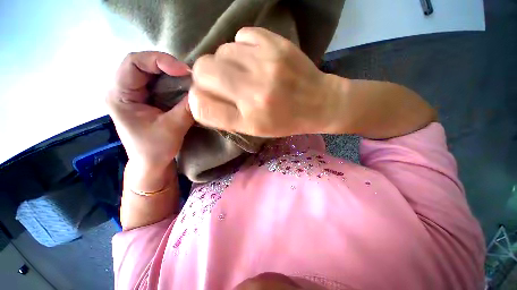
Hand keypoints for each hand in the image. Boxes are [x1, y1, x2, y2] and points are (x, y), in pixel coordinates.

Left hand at [106, 52, 193, 191]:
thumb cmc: (155, 149)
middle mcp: (123, 89)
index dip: (159, 61)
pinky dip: (173, 81)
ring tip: (189, 79)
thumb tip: (201, 92)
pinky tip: (184, 86)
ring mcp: (135, 93)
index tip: (184, 71)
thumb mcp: (172, 129)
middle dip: (167, 65)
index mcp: (119, 95)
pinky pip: (159, 82)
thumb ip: (187, 109)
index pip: (133, 63)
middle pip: (142, 63)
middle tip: (189, 74)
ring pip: (151, 71)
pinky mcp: (147, 98)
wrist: (152, 163)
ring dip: (171, 72)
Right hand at [189, 27, 337, 136]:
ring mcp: (264, 64)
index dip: (198, 101)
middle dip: (205, 77)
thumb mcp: (255, 129)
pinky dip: (242, 48)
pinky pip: (241, 36)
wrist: (319, 103)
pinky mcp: (275, 43)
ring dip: (226, 63)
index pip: (201, 106)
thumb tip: (200, 98)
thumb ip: (226, 116)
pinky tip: (255, 59)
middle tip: (221, 83)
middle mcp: (253, 92)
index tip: (206, 99)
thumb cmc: (286, 121)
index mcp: (249, 119)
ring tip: (243, 72)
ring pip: (220, 51)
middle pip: (203, 70)